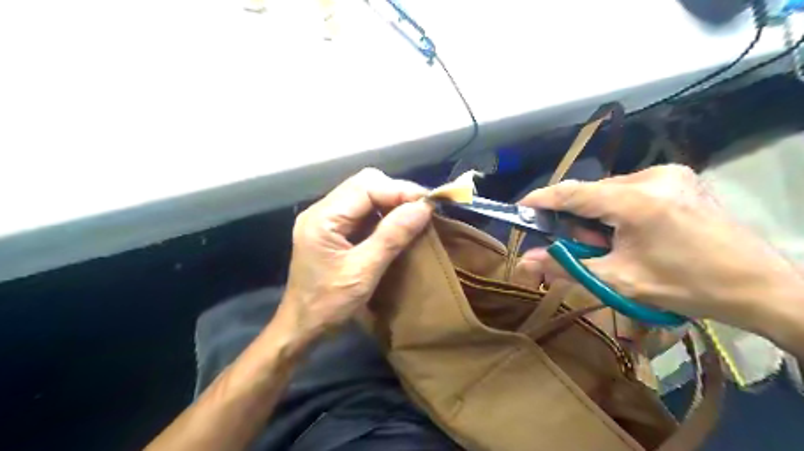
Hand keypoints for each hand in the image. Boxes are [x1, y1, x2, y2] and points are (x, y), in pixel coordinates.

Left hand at [277, 169, 433, 341]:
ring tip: (415, 216)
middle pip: (364, 184)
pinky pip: (363, 211)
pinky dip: (384, 214)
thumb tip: (423, 208)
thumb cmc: (328, 305)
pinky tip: (398, 225)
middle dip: (396, 193)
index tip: (428, 204)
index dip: (399, 190)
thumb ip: (392, 236)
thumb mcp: (363, 272)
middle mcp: (322, 210)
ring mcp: (326, 219)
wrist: (303, 327)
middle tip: (423, 210)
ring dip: (392, 202)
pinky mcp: (333, 229)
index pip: (365, 186)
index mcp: (323, 218)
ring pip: (365, 195)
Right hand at [518, 164, 799, 332]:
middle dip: (578, 219)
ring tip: (614, 244)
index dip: (542, 199)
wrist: (757, 286)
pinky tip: (633, 231)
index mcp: (636, 201)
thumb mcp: (618, 280)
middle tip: (586, 247)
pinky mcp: (679, 177)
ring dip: (599, 215)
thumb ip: (566, 266)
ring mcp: (669, 173)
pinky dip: (619, 209)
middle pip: (591, 192)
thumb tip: (525, 263)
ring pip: (610, 190)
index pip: (572, 193)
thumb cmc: (684, 286)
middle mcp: (651, 176)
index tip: (520, 208)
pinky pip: (630, 189)